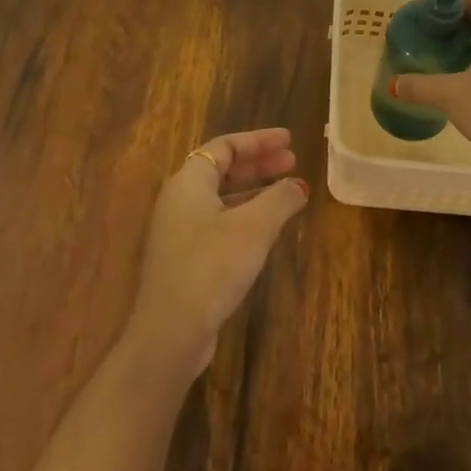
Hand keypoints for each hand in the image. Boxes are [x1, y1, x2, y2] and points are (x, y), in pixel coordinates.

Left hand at [126, 128, 308, 376]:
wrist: (172, 330)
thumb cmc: (212, 266)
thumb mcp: (254, 227)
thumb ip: (280, 199)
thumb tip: (298, 185)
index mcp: (188, 183)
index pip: (224, 147)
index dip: (258, 141)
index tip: (289, 140)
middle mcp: (179, 201)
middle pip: (221, 170)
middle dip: (258, 164)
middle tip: (292, 162)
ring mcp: (179, 231)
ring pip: (221, 198)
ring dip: (254, 191)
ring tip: (287, 192)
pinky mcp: (185, 258)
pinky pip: (218, 222)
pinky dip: (245, 216)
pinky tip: (267, 228)